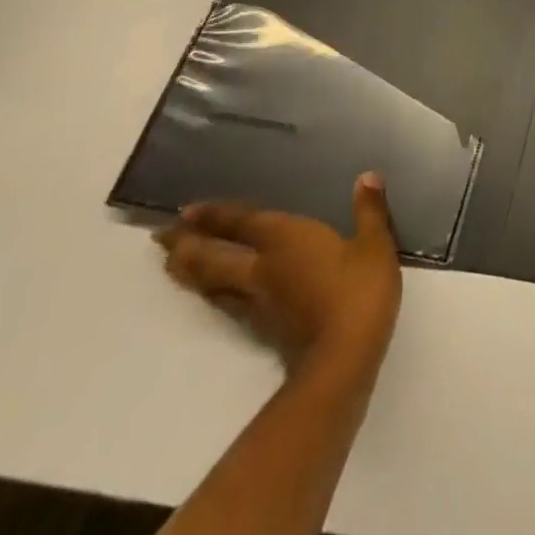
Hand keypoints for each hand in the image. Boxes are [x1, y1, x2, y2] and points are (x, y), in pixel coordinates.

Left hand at [156, 174, 402, 376]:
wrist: (342, 358)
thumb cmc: (358, 291)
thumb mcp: (375, 244)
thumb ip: (369, 209)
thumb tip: (367, 176)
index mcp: (286, 240)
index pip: (241, 223)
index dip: (214, 216)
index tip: (184, 211)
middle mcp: (262, 268)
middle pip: (213, 256)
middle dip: (186, 245)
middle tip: (160, 237)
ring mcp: (258, 302)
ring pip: (213, 283)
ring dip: (190, 272)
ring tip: (172, 263)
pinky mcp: (262, 327)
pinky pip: (226, 303)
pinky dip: (212, 293)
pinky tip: (214, 295)